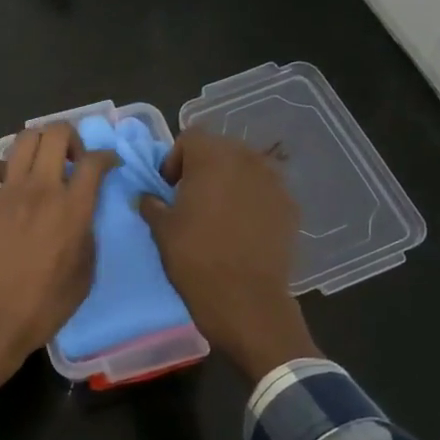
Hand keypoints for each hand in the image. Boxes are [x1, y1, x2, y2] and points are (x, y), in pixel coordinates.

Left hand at [0, 123, 116, 393]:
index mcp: (72, 208)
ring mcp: (6, 192)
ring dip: (37, 144)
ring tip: (40, 165)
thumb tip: (81, 215)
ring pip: (22, 139)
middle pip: (55, 134)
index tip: (109, 165)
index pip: (94, 161)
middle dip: (70, 138)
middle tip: (72, 160)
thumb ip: (87, 235)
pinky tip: (4, 182)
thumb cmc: (44, 307)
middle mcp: (40, 190)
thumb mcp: (84, 275)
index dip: (107, 156)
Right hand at [139, 131, 321, 382]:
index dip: (174, 160)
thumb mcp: (161, 230)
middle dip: (203, 168)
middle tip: (190, 200)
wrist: (246, 301)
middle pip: (220, 150)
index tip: (168, 189)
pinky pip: (264, 192)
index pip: (190, 138)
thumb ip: (151, 203)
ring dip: (229, 183)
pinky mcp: (290, 207)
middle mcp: (248, 160)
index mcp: (213, 158)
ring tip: (217, 215)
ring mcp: (275, 183)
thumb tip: (148, 196)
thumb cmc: (196, 260)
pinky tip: (242, 230)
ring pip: (245, 170)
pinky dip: (251, 202)